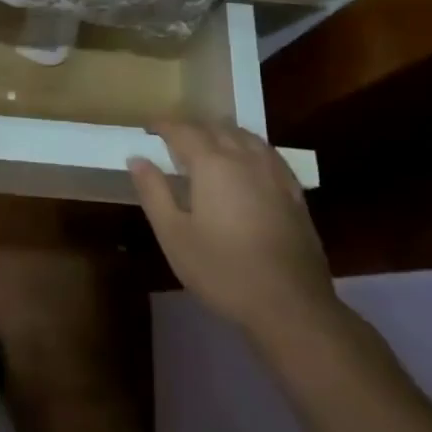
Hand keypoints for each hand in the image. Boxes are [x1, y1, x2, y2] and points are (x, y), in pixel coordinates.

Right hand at [129, 122, 335, 346]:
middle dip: (192, 127)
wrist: (291, 305)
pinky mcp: (294, 192)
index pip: (183, 130)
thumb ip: (154, 192)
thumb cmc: (223, 270)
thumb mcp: (174, 235)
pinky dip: (249, 148)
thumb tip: (137, 159)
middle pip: (216, 128)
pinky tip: (247, 163)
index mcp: (212, 164)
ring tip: (208, 145)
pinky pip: (267, 153)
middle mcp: (244, 158)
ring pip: (245, 136)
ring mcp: (274, 173)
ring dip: (222, 133)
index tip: (148, 129)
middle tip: (173, 139)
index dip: (163, 125)